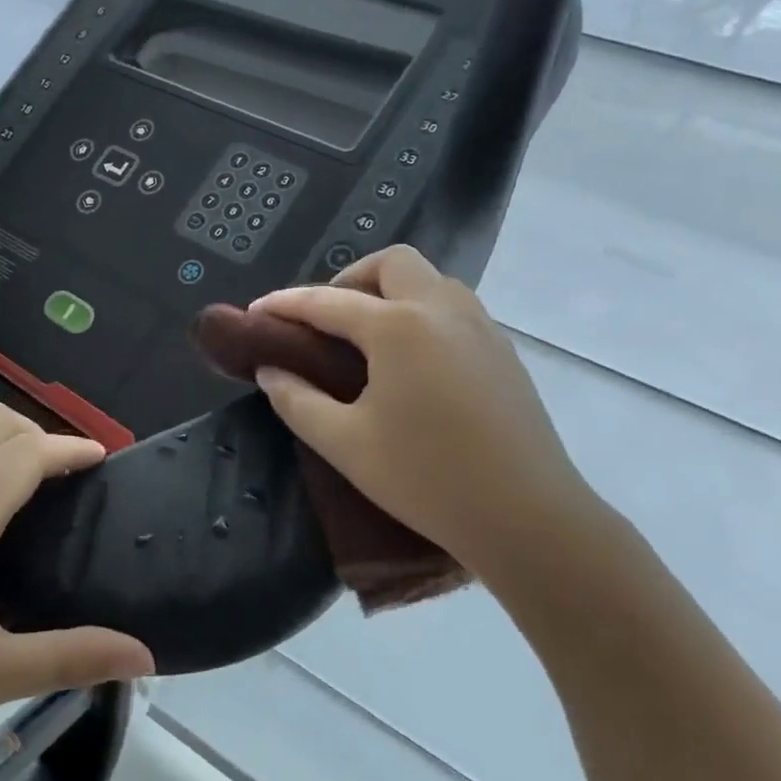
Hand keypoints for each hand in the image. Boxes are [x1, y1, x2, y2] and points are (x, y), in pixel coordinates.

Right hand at [249, 245, 603, 583]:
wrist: (527, 517)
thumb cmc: (426, 478)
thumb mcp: (345, 443)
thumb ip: (296, 400)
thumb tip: (269, 370)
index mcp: (399, 327)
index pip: (327, 301)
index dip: (285, 304)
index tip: (254, 312)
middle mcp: (442, 310)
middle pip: (391, 264)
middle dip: (348, 279)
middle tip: (324, 321)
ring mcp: (481, 328)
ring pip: (430, 280)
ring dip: (389, 292)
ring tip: (365, 338)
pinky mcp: (503, 352)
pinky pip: (454, 308)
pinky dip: (420, 313)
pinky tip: (410, 361)